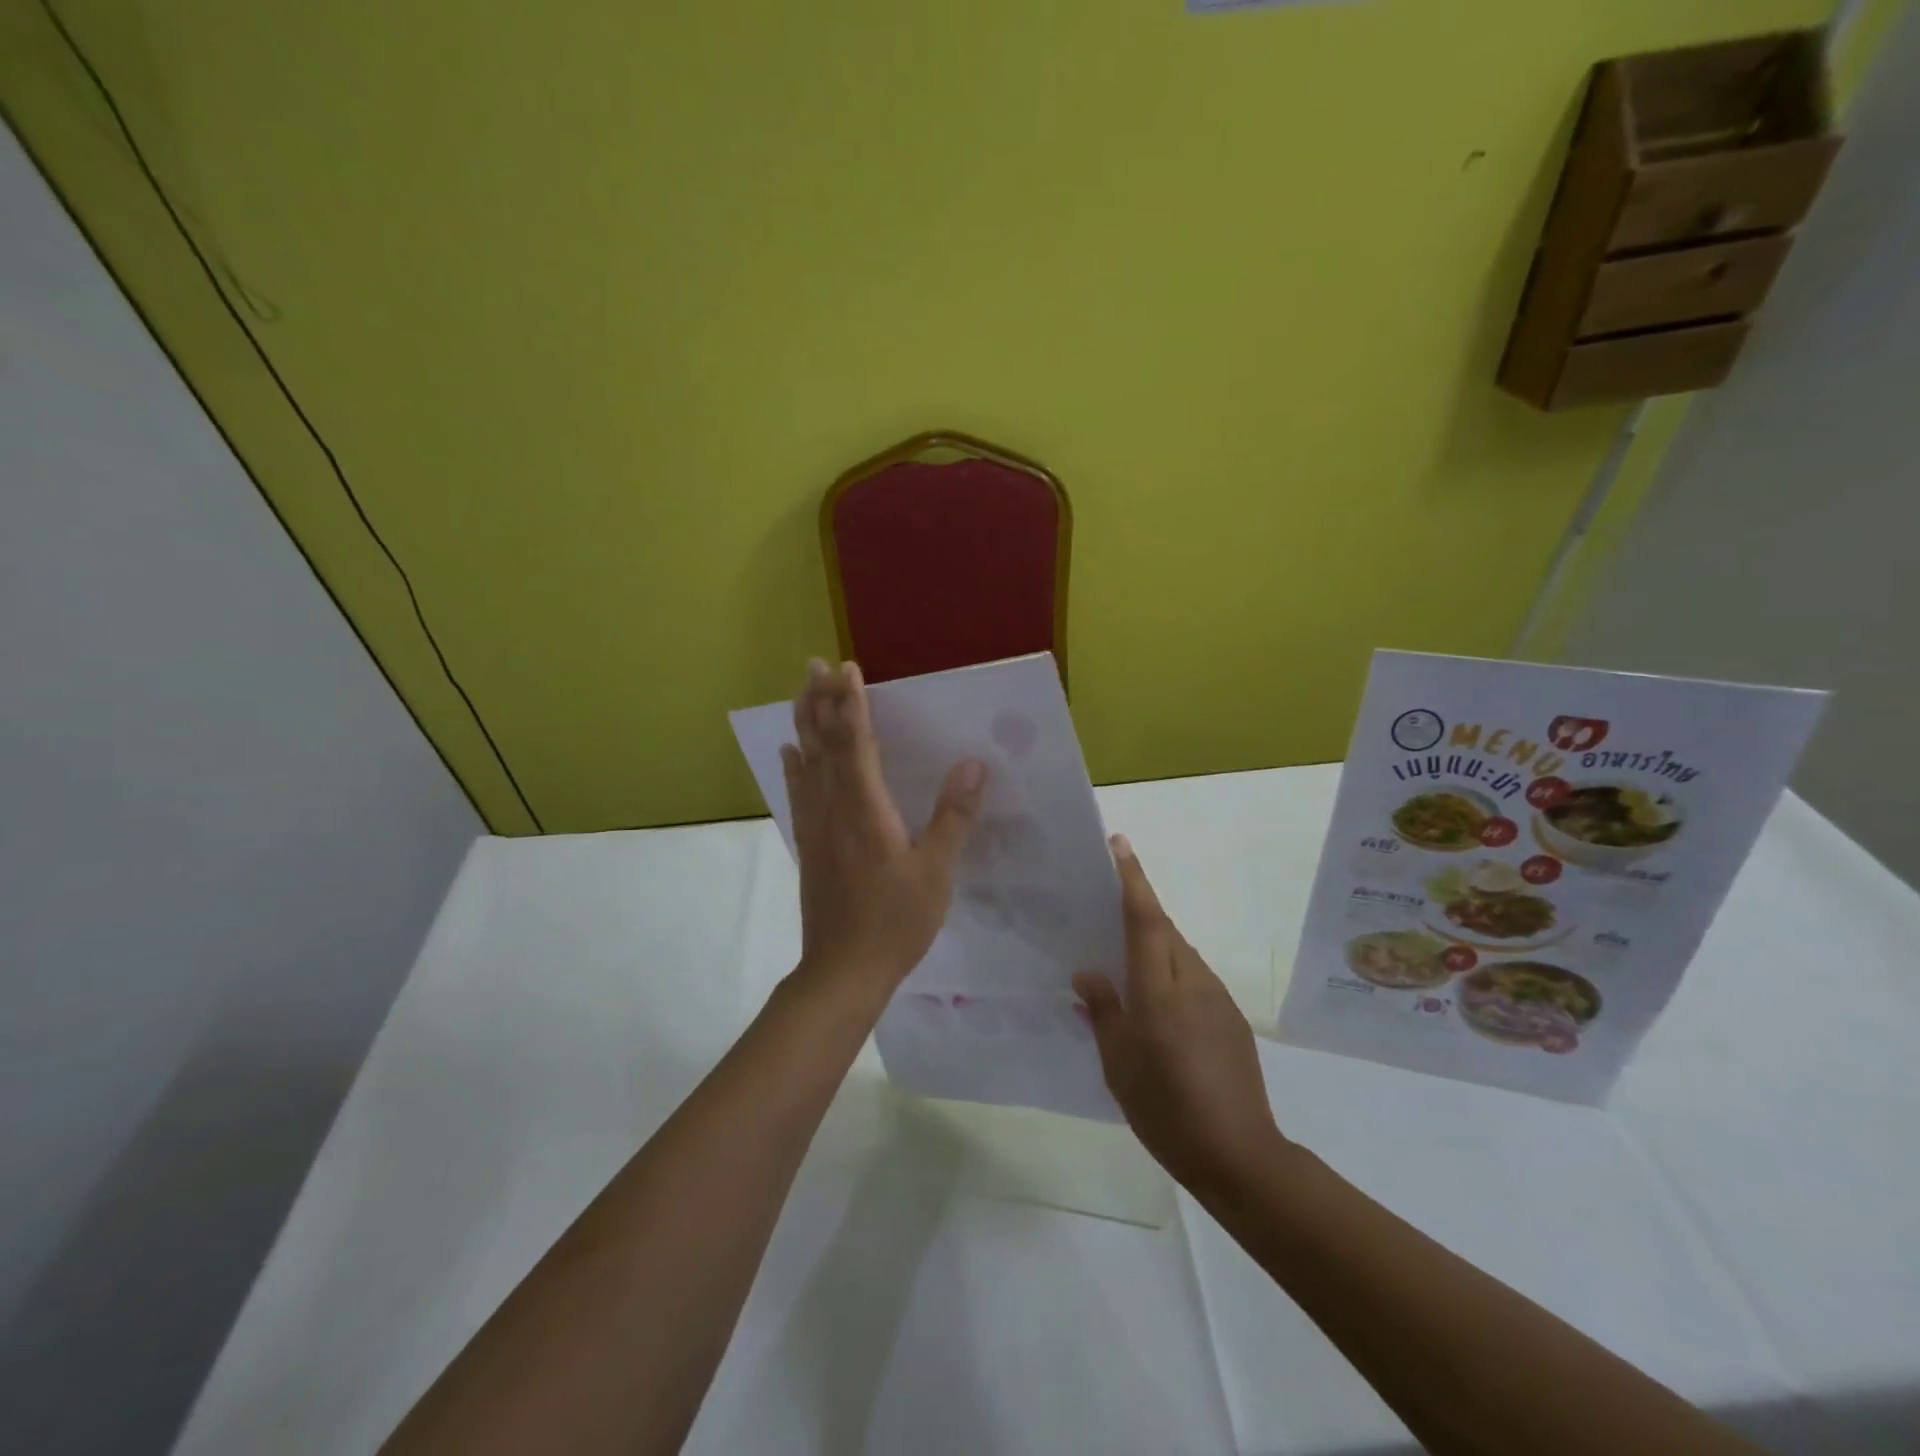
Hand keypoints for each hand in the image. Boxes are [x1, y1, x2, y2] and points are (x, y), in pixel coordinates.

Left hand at [782, 659, 985, 1007]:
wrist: (843, 971)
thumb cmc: (896, 921)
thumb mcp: (936, 872)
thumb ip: (953, 816)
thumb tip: (973, 764)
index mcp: (865, 809)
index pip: (855, 743)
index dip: (852, 705)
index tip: (847, 669)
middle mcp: (833, 808)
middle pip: (823, 745)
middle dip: (820, 702)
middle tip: (814, 665)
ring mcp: (816, 826)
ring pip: (806, 763)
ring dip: (803, 724)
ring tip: (800, 693)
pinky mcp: (809, 845)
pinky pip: (799, 793)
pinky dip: (794, 766)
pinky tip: (790, 752)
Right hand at [1073, 836, 1283, 1193]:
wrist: (1240, 1155)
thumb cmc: (1166, 1109)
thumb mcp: (1119, 1063)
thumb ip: (1103, 1010)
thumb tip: (1088, 973)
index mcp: (1160, 988)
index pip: (1145, 918)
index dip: (1132, 878)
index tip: (1120, 843)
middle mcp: (1192, 981)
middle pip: (1164, 929)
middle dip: (1139, 908)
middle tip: (1106, 908)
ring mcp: (1217, 998)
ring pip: (1180, 953)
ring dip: (1154, 945)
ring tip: (1125, 964)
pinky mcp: (1231, 1018)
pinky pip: (1193, 978)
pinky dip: (1171, 974)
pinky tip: (1157, 1007)